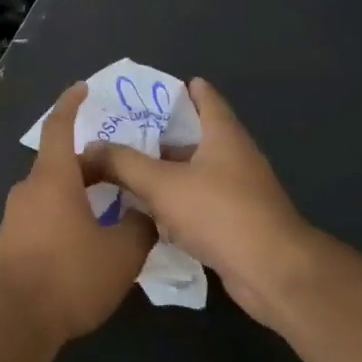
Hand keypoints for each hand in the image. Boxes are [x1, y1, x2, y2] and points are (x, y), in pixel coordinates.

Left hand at [0, 83, 156, 346]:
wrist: (17, 321)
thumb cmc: (70, 277)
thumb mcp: (121, 253)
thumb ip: (139, 225)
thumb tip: (144, 212)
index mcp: (52, 179)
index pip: (58, 128)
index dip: (70, 104)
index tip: (82, 88)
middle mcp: (28, 189)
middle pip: (60, 163)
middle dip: (91, 162)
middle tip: (124, 168)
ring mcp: (16, 215)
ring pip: (52, 190)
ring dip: (81, 191)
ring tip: (114, 204)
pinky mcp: (12, 240)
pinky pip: (44, 212)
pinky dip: (67, 211)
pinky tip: (89, 235)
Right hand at [80, 78, 312, 328]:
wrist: (272, 273)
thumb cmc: (219, 213)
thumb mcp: (161, 183)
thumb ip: (122, 163)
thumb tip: (89, 148)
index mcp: (224, 136)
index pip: (206, 99)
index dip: (183, 90)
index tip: (154, 89)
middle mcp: (234, 159)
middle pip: (194, 139)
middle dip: (160, 136)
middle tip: (121, 133)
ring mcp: (238, 193)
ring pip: (193, 175)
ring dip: (164, 173)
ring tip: (124, 172)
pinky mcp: (235, 224)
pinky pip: (197, 205)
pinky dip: (174, 205)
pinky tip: (146, 214)